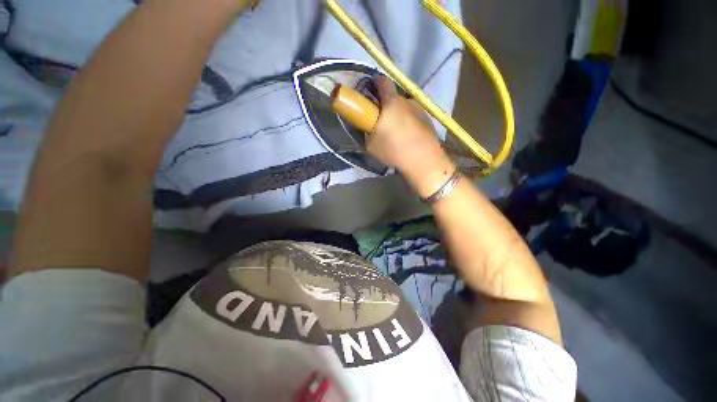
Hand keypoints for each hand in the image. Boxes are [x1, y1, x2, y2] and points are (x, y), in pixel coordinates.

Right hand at [367, 76, 456, 197]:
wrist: (423, 160)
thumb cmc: (394, 149)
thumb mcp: (371, 144)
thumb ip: (368, 130)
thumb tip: (370, 126)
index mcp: (391, 102)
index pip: (382, 80)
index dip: (374, 83)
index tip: (369, 93)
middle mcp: (407, 100)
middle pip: (393, 97)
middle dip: (385, 106)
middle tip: (380, 122)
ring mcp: (419, 109)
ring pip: (404, 108)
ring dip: (398, 115)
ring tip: (396, 134)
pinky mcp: (428, 120)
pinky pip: (413, 117)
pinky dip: (408, 123)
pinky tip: (408, 138)